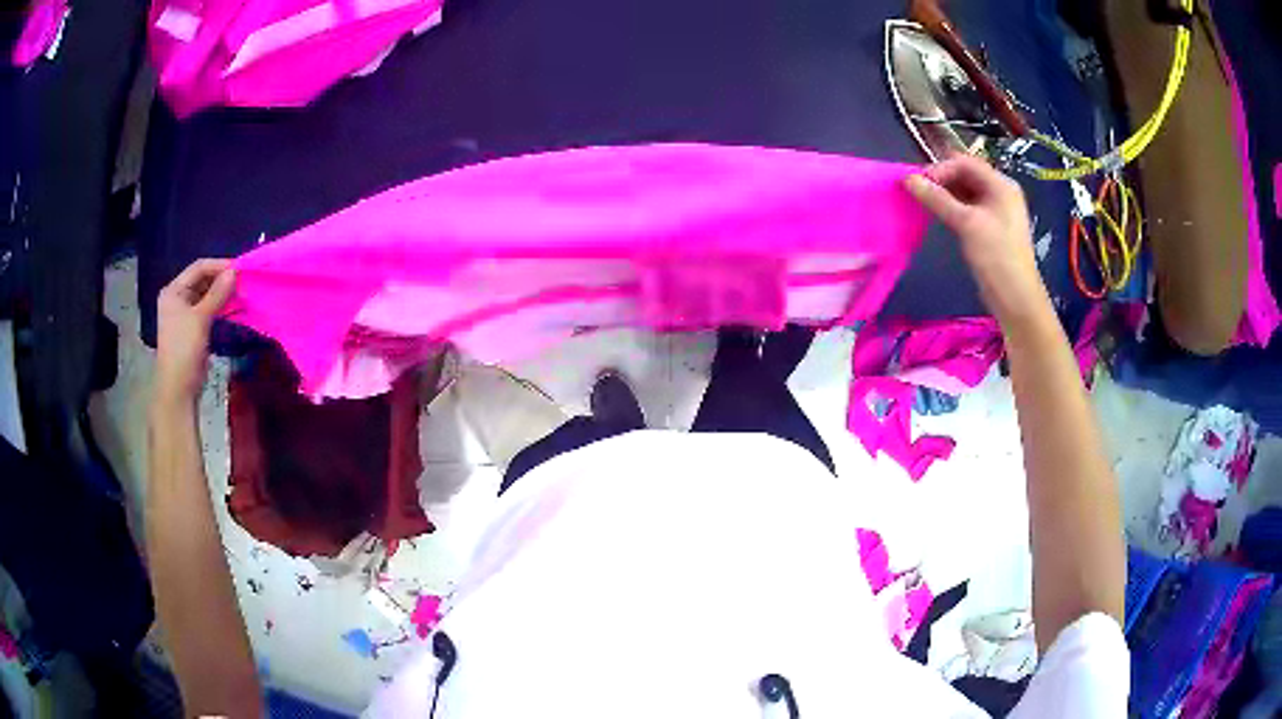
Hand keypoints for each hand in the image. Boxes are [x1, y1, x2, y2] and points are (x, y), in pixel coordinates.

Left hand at [155, 259, 234, 406]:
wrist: (179, 387)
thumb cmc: (184, 349)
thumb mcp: (201, 318)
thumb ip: (217, 293)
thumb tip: (235, 271)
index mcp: (173, 291)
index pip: (198, 268)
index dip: (219, 266)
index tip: (240, 269)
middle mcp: (177, 297)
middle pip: (202, 279)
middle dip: (221, 279)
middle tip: (242, 281)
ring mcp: (184, 313)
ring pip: (206, 294)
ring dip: (222, 293)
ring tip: (241, 293)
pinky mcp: (193, 326)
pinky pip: (208, 308)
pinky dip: (220, 305)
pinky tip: (233, 306)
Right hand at [905, 154, 1051, 329]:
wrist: (1016, 298)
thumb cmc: (996, 256)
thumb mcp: (966, 223)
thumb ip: (937, 199)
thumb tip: (908, 178)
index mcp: (1001, 185)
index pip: (965, 162)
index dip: (940, 168)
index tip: (918, 182)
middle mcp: (999, 193)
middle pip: (965, 175)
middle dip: (940, 180)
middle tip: (917, 192)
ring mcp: (995, 211)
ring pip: (964, 192)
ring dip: (944, 195)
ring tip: (923, 203)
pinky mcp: (989, 228)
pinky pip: (967, 208)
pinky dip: (951, 208)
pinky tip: (937, 215)